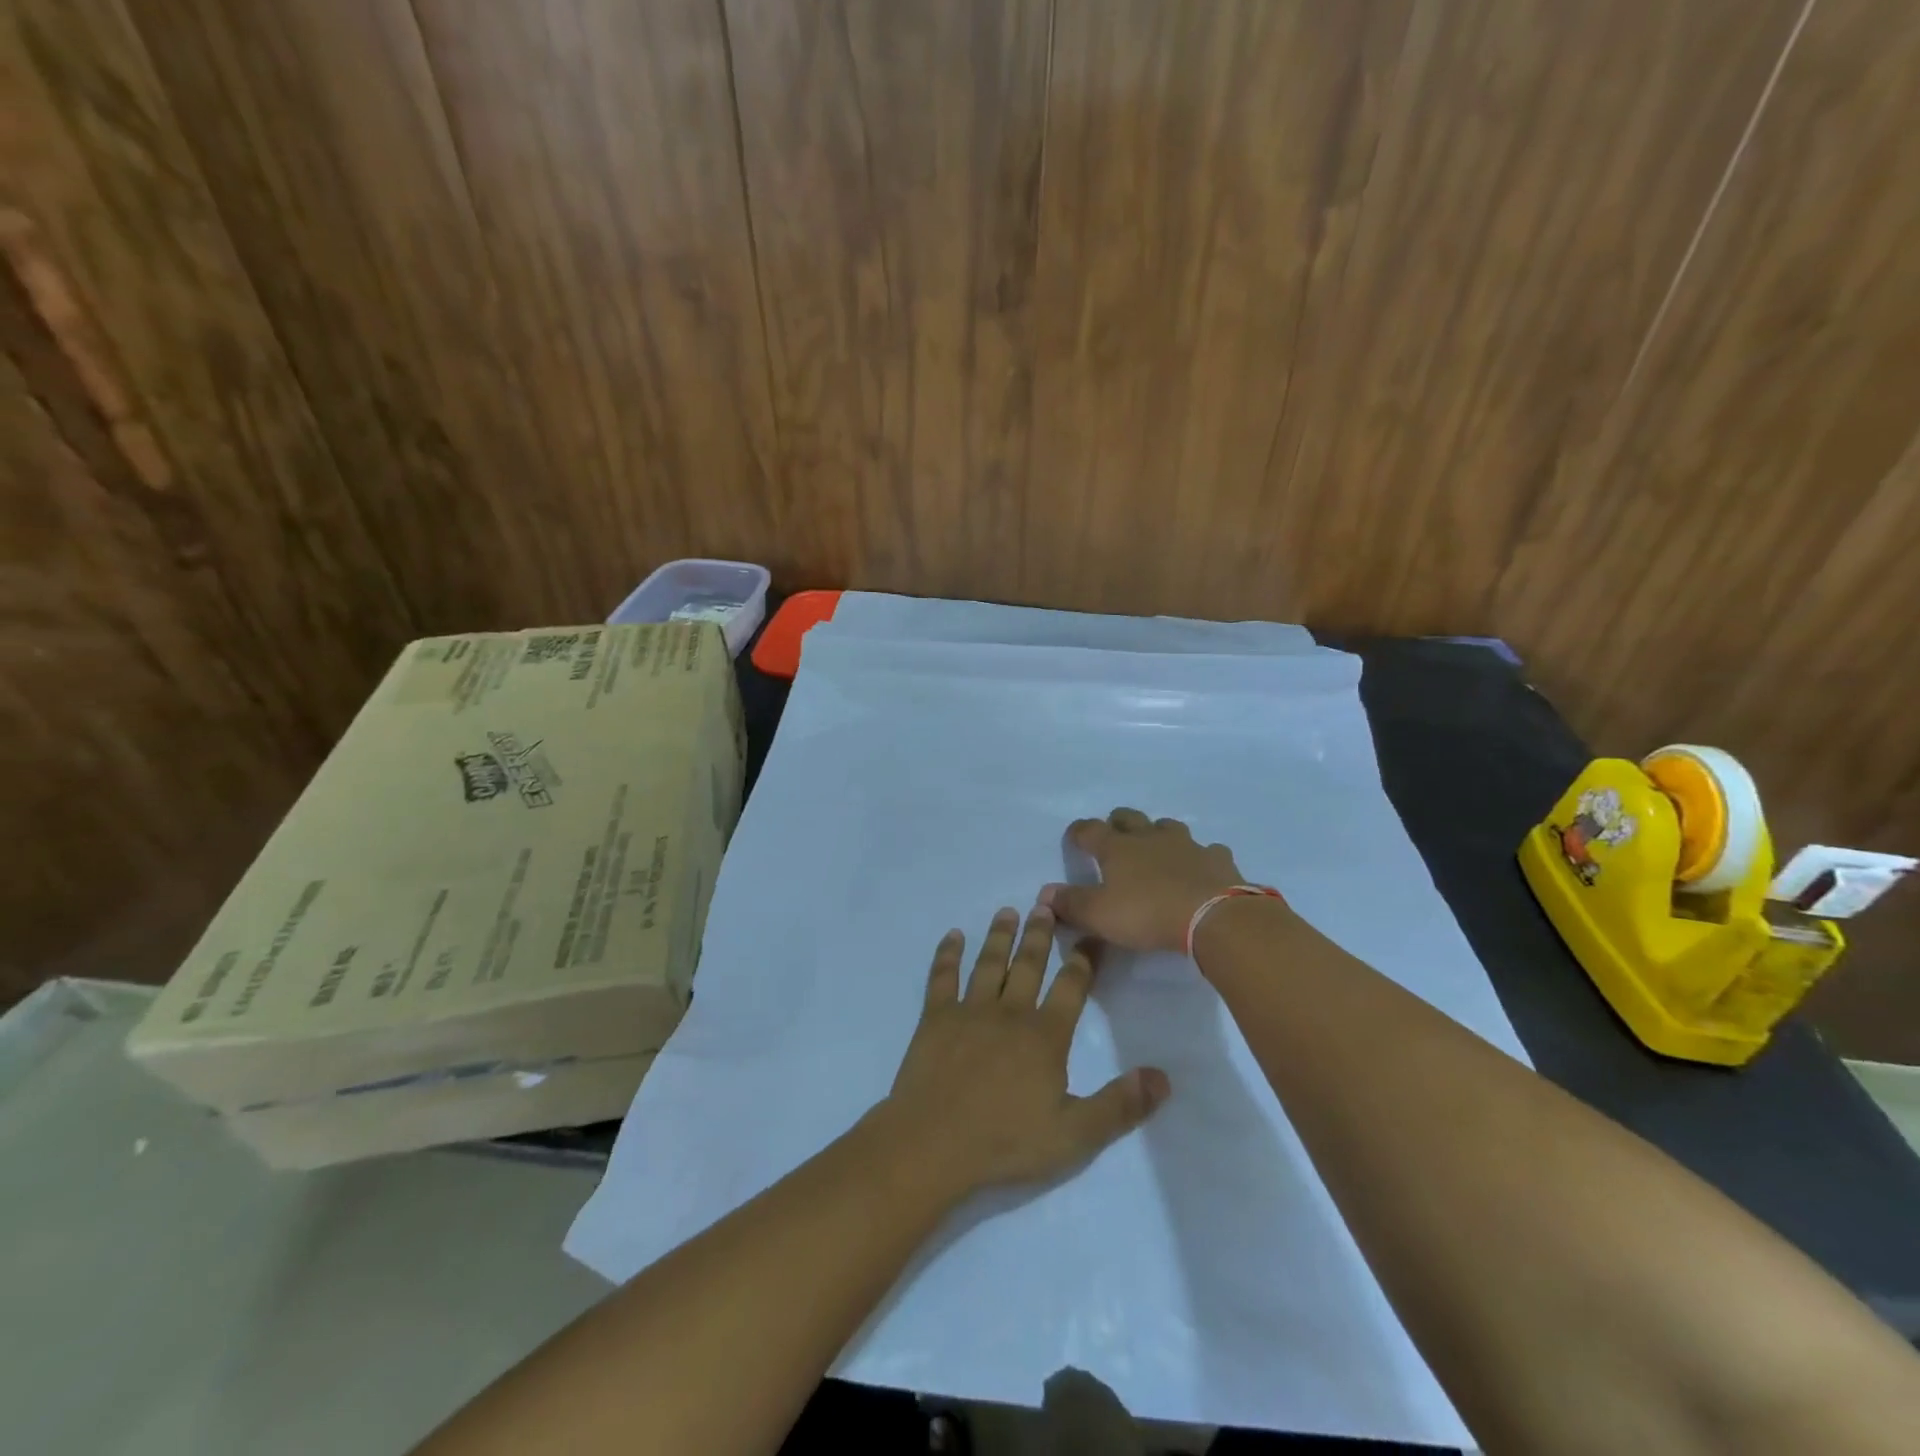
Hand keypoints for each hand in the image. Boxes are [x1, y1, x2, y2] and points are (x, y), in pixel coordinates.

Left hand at [880, 905, 1169, 1199]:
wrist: (933, 1143)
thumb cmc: (1005, 1142)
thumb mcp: (1075, 1135)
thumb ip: (1120, 1105)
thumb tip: (1163, 1077)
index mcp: (1045, 1036)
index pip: (1071, 987)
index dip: (1084, 960)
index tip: (1091, 936)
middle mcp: (1009, 1013)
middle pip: (1028, 964)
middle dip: (1039, 934)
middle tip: (1044, 904)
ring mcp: (969, 1011)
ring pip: (989, 963)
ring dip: (999, 935)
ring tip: (1007, 911)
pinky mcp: (935, 1018)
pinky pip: (943, 977)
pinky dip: (947, 954)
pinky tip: (952, 937)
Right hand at [1041, 808, 1261, 953]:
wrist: (1213, 917)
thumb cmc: (1147, 913)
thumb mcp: (1099, 915)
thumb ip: (1070, 904)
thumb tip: (1044, 894)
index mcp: (1117, 848)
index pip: (1089, 830)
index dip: (1078, 832)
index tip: (1073, 838)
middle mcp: (1149, 837)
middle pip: (1129, 818)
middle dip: (1118, 822)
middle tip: (1114, 835)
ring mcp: (1187, 845)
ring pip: (1168, 827)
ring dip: (1158, 833)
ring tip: (1156, 847)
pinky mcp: (1217, 859)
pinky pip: (1207, 850)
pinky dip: (1199, 856)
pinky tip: (1200, 867)